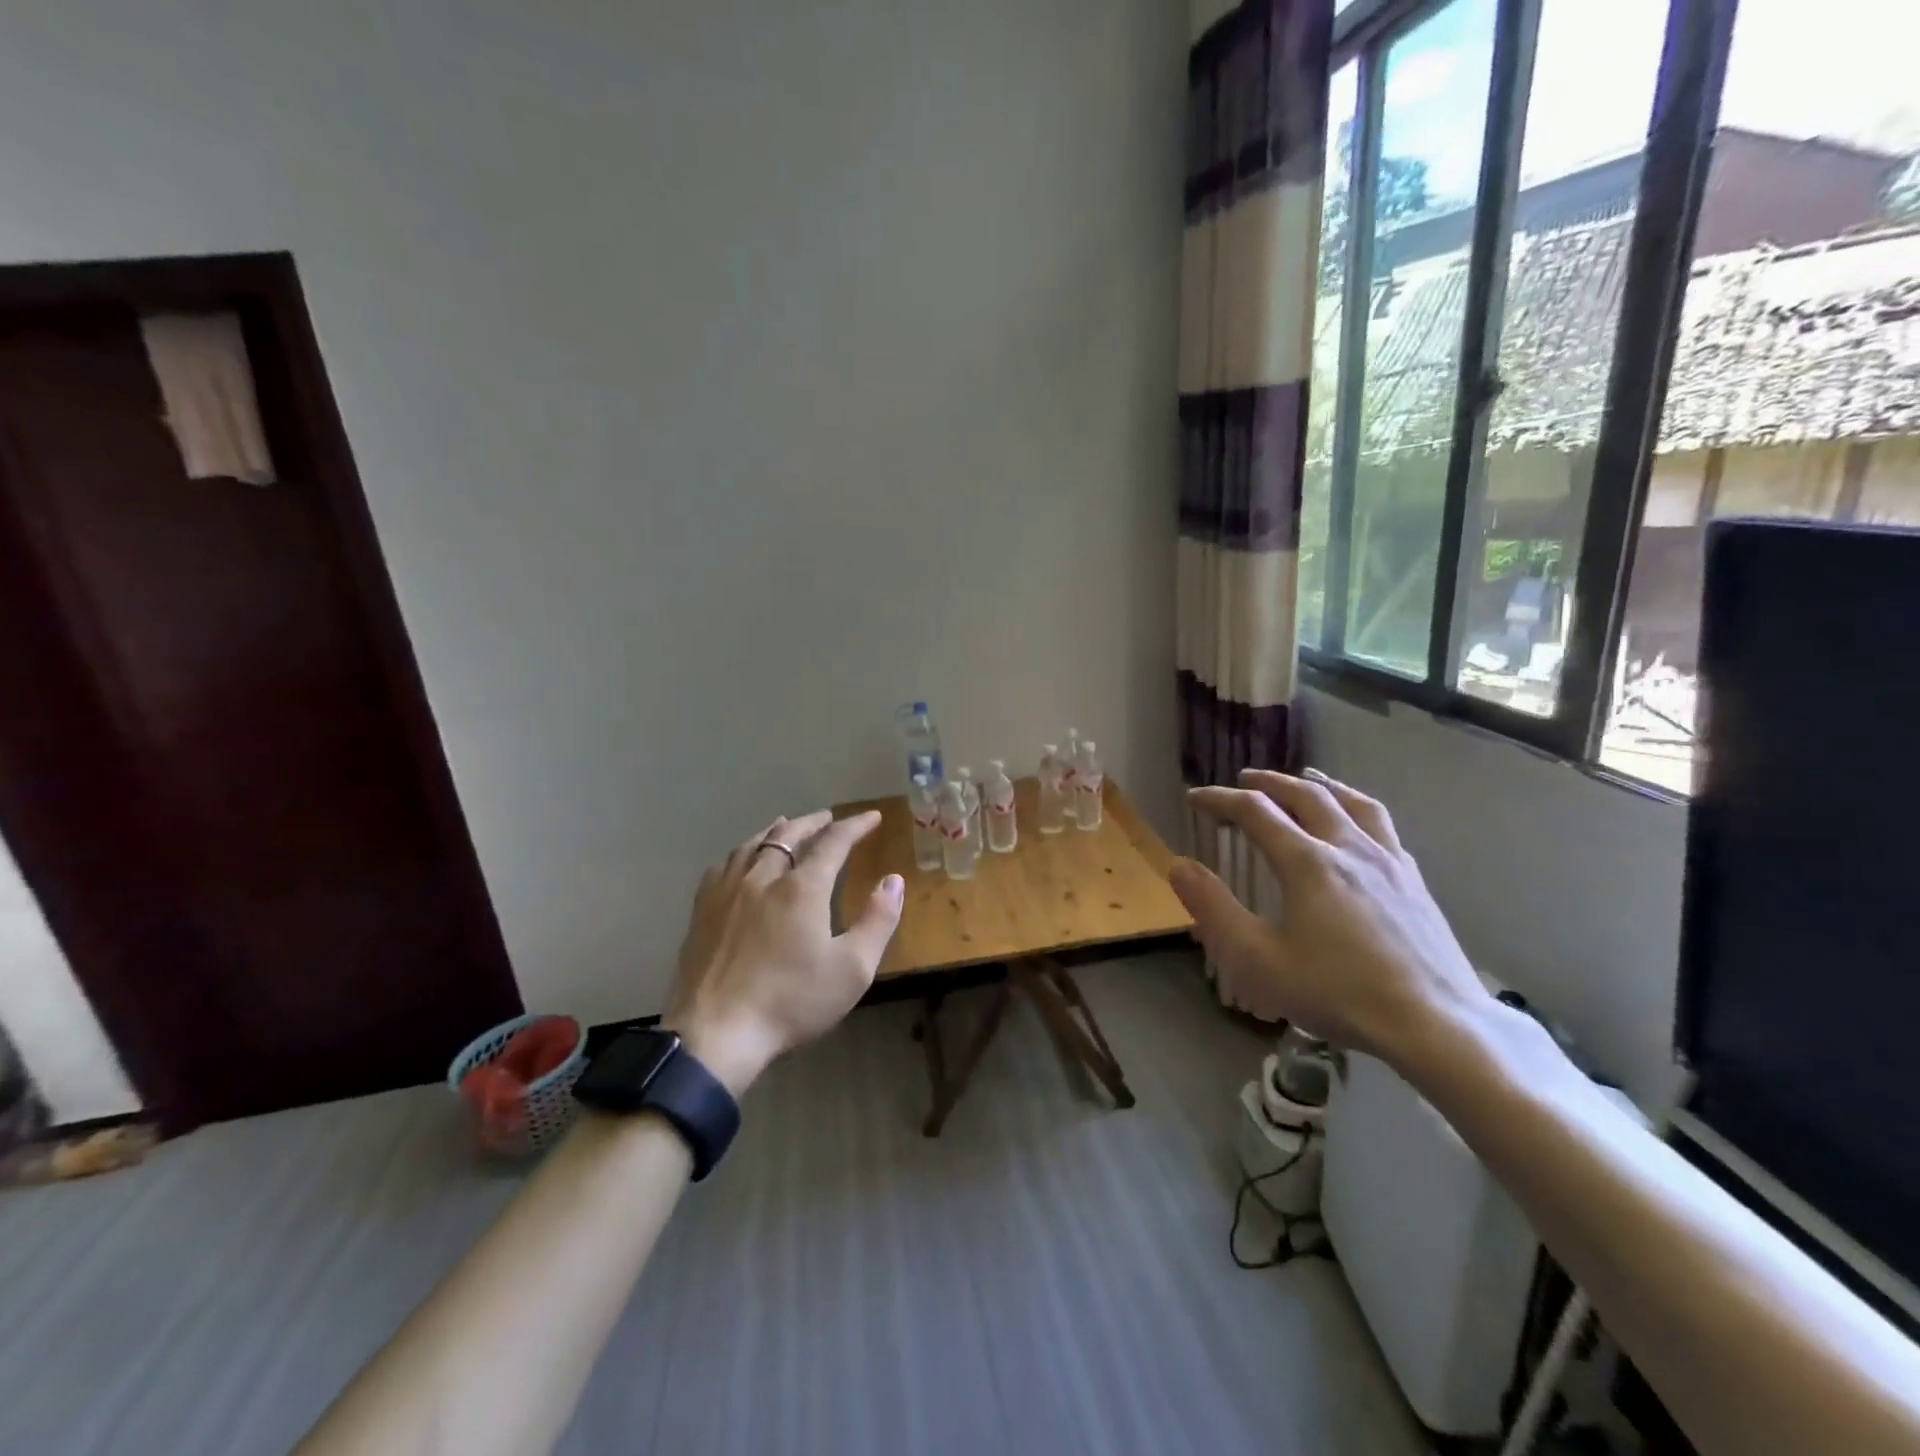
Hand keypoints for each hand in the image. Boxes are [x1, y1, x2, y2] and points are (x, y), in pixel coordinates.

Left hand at [661, 809, 902, 1096]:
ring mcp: (726, 892)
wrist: (715, 1034)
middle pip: (789, 835)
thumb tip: (893, 880)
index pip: (833, 842)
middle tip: (829, 817)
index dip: (855, 826)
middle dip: (814, 822)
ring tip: (787, 826)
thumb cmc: (791, 1003)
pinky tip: (742, 861)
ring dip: (777, 831)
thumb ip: (878, 920)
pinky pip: (723, 866)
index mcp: (802, 888)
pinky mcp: (701, 912)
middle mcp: (763, 877)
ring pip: (753, 845)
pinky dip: (743, 852)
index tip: (872, 816)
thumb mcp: (852, 969)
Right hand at [1168, 769, 1488, 1063]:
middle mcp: (1348, 847)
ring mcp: (1389, 860)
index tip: (1195, 798)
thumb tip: (1178, 866)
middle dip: (1269, 782)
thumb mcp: (1258, 960)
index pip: (1255, 811)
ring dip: (1319, 784)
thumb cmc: (1338, 993)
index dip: (1219, 799)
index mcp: (1307, 862)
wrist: (1437, 1024)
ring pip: (1351, 801)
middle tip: (1243, 780)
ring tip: (1305, 779)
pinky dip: (1356, 809)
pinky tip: (1356, 826)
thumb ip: (1214, 909)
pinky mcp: (1415, 880)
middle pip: (1305, 794)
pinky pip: (1382, 825)